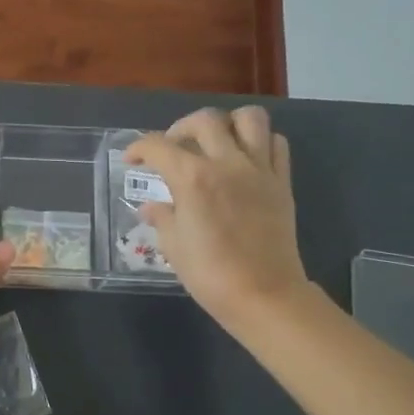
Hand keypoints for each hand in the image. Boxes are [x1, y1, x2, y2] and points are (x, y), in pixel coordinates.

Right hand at [124, 107, 307, 333]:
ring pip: (249, 119)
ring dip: (228, 124)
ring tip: (215, 143)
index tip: (131, 160)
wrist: (264, 295)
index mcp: (192, 178)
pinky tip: (245, 160)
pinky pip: (276, 144)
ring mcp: (259, 170)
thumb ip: (162, 217)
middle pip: (204, 120)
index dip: (138, 148)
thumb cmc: (210, 274)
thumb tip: (150, 207)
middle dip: (181, 128)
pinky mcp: (282, 182)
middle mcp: (227, 163)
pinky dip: (260, 143)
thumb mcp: (174, 246)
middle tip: (173, 149)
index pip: (158, 146)